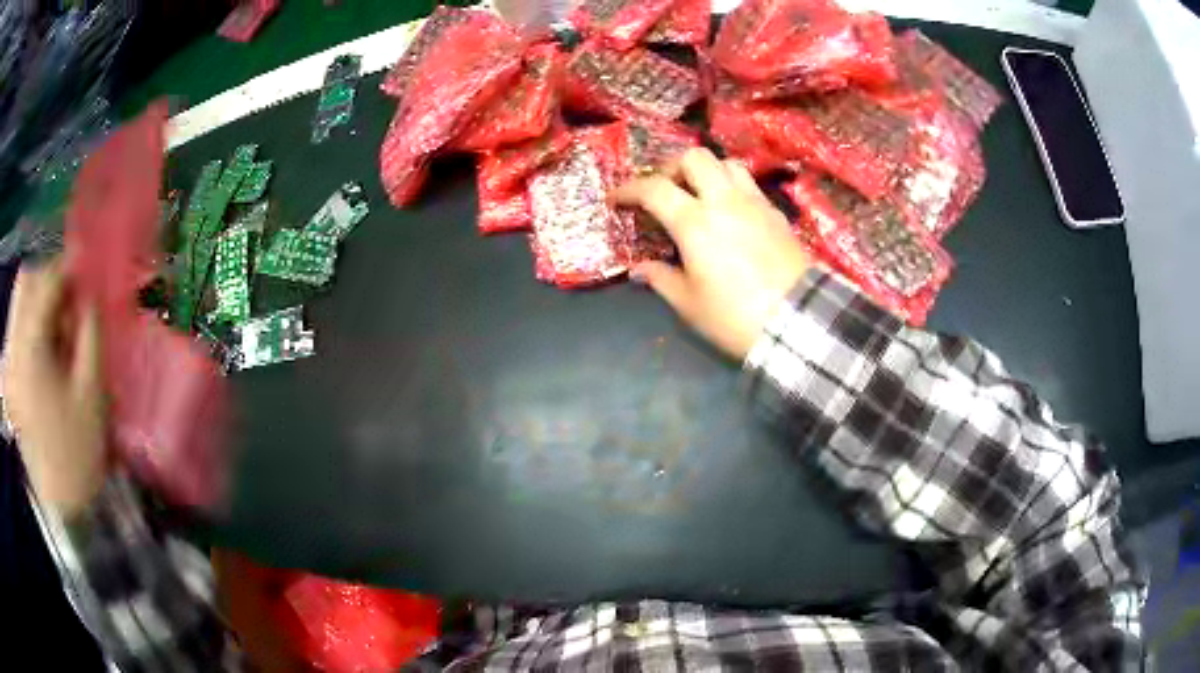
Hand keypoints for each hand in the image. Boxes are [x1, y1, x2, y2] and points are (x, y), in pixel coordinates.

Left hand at [2, 259, 105, 519]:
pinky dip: (29, 324)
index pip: (45, 281)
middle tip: (69, 300)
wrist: (63, 507)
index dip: (67, 268)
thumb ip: (89, 331)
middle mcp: (12, 349)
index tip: (87, 274)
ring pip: (18, 303)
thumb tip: (87, 294)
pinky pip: (15, 329)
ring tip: (57, 328)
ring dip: (38, 301)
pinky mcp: (7, 378)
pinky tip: (44, 348)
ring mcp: (7, 365)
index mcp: (29, 351)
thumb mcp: (92, 390)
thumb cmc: (79, 451)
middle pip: (24, 283)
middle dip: (48, 280)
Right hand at [613, 148, 808, 359]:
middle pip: (694, 158)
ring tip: (698, 195)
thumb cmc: (735, 316)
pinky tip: (730, 212)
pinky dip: (732, 187)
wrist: (798, 322)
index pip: (654, 189)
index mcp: (694, 222)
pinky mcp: (777, 214)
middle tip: (664, 191)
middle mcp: (724, 201)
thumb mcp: (689, 304)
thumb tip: (639, 269)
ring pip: (726, 163)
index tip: (616, 199)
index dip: (629, 189)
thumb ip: (661, 279)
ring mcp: (755, 203)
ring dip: (706, 172)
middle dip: (672, 168)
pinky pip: (749, 185)